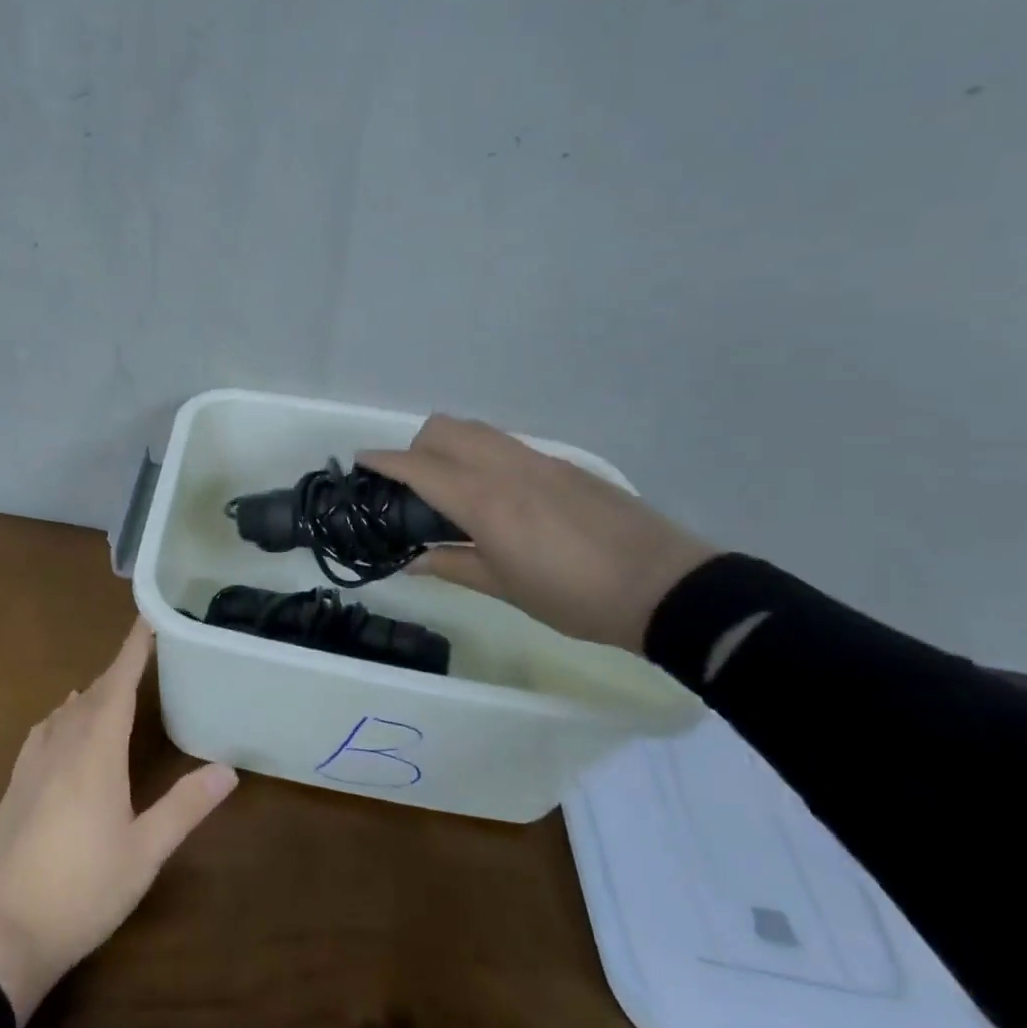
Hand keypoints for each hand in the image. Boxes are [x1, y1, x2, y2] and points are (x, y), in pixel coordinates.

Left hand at [0, 620, 237, 1027]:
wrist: (0, 933)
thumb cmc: (83, 889)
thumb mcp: (144, 852)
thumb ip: (185, 806)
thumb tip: (229, 770)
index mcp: (96, 751)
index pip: (118, 684)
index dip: (133, 650)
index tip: (146, 619)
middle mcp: (62, 745)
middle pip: (92, 695)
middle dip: (116, 672)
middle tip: (139, 656)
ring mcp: (31, 765)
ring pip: (64, 713)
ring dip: (89, 696)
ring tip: (105, 689)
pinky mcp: (13, 787)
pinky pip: (42, 733)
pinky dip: (60, 718)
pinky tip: (60, 729)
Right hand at [357, 415, 717, 653]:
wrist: (665, 586)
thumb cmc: (576, 597)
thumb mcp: (506, 588)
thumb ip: (453, 565)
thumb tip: (412, 561)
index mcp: (483, 500)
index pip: (418, 467)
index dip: (384, 461)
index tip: (360, 460)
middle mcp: (504, 468)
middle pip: (443, 429)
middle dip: (416, 446)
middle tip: (414, 485)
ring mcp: (537, 460)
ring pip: (476, 429)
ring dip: (450, 445)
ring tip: (454, 487)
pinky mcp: (563, 464)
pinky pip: (507, 444)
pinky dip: (484, 454)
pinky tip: (499, 495)